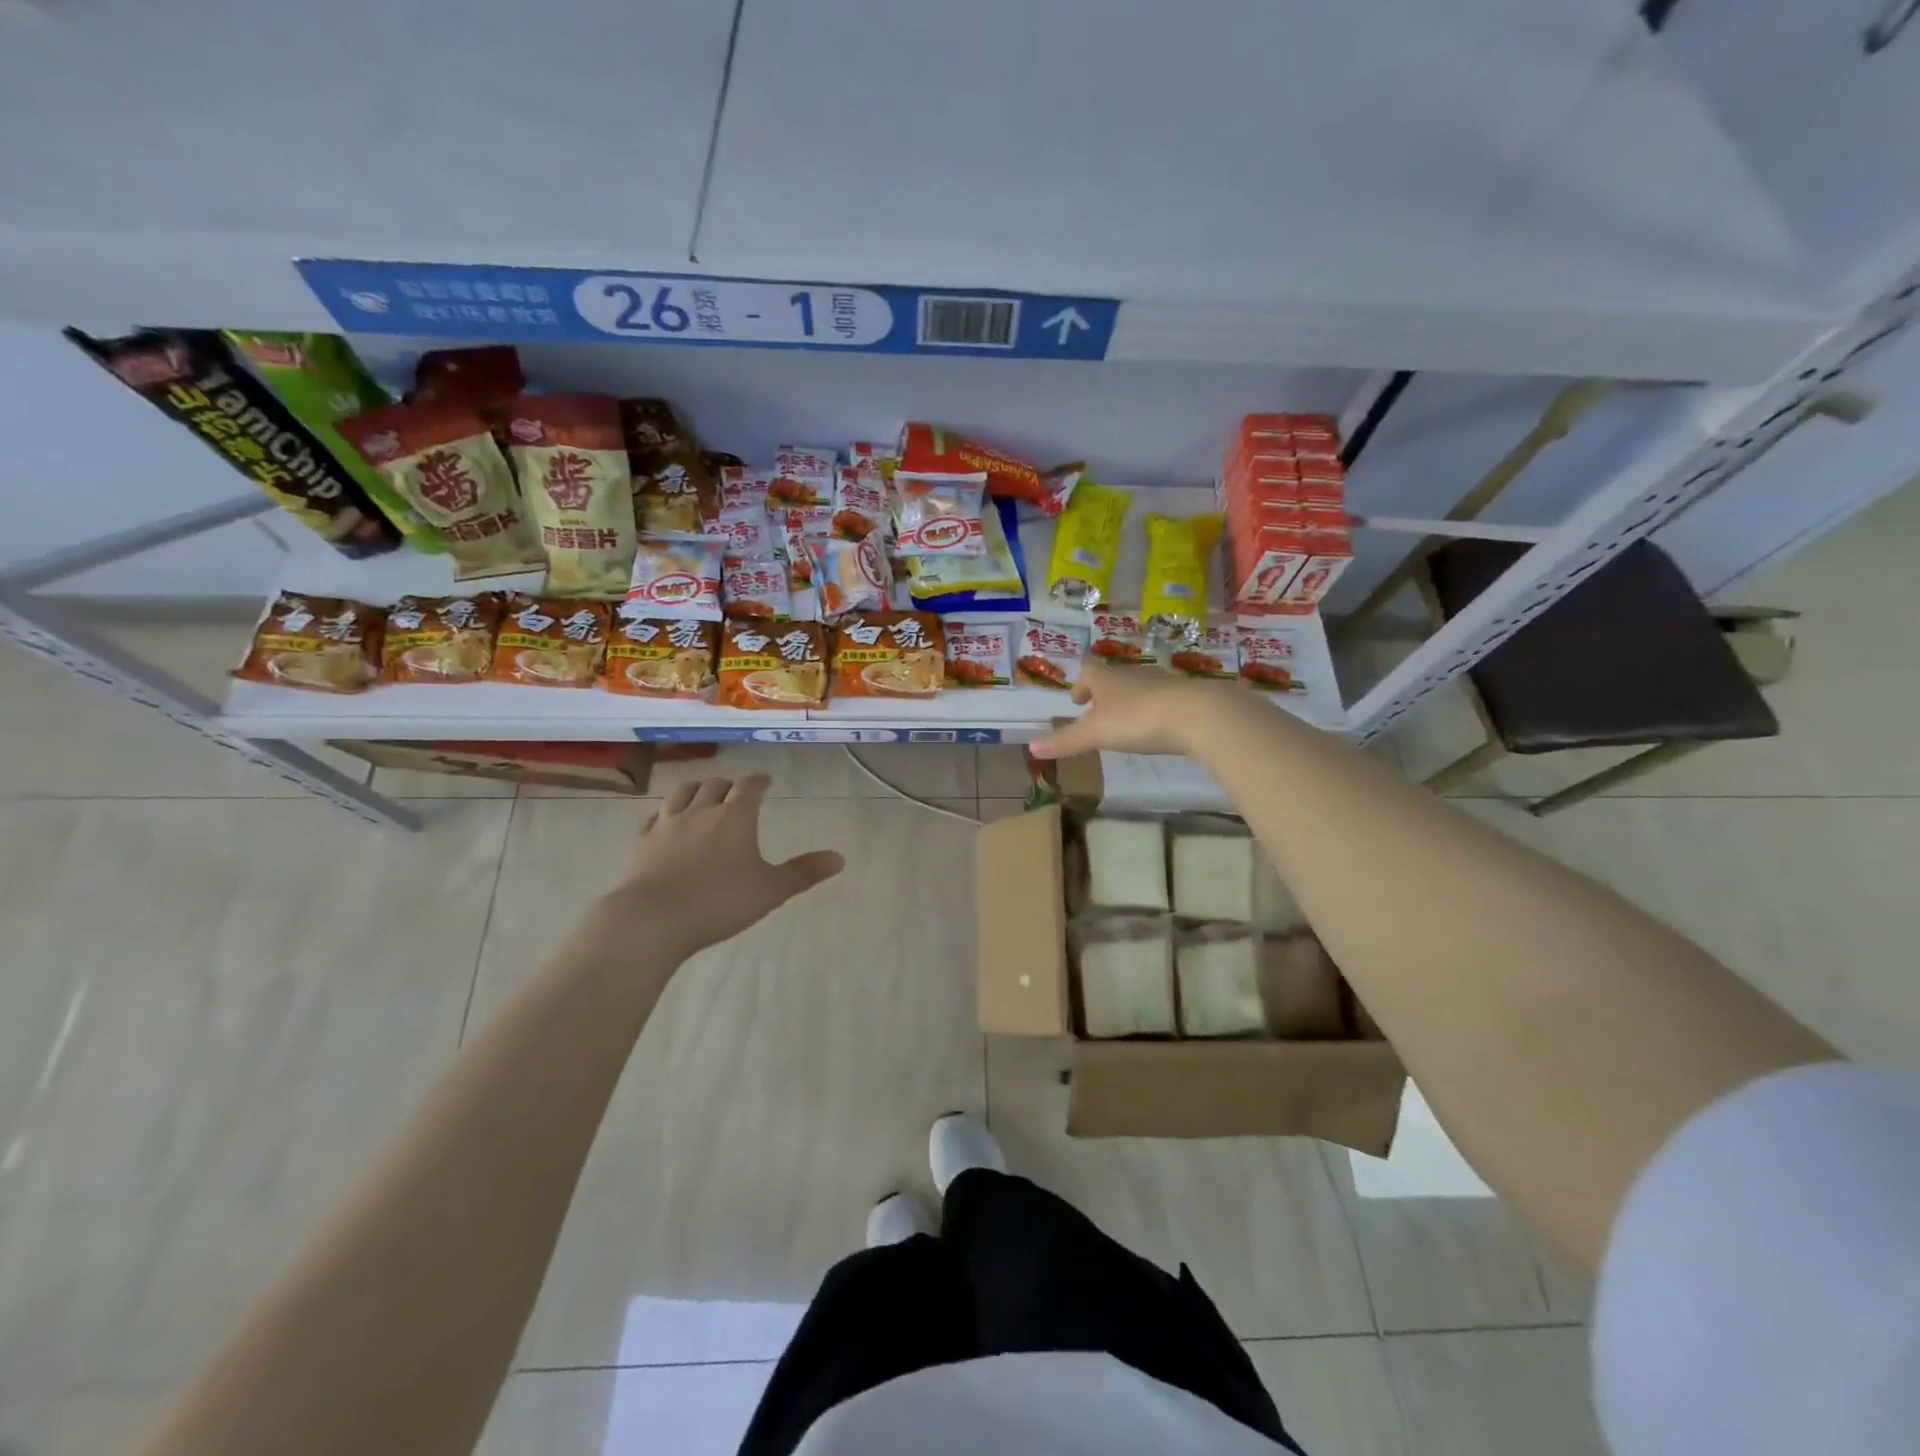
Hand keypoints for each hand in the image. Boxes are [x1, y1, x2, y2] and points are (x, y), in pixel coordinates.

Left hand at [598, 774, 843, 959]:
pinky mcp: (643, 842)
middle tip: (736, 791)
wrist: (654, 918)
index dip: (759, 780)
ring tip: (703, 793)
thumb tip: (840, 858)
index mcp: (736, 817)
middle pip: (716, 785)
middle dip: (729, 784)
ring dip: (696, 789)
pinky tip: (666, 819)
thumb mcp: (771, 890)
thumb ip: (804, 872)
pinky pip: (655, 816)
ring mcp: (668, 824)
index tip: (765, 781)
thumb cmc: (720, 902)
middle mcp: (702, 811)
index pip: (749, 786)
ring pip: (683, 793)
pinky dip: (666, 812)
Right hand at [1029, 659, 1237, 759]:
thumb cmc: (1137, 719)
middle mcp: (1134, 675)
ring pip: (1141, 687)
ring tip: (1127, 720)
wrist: (1197, 714)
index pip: (1089, 672)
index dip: (1081, 684)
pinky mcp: (1187, 696)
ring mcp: (1163, 683)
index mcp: (1108, 679)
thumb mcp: (1095, 734)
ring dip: (1131, 700)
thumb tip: (1031, 748)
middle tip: (1098, 710)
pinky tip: (1159, 726)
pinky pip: (1165, 699)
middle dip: (1105, 693)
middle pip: (1115, 677)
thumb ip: (1065, 741)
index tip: (1077, 700)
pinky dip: (1156, 709)